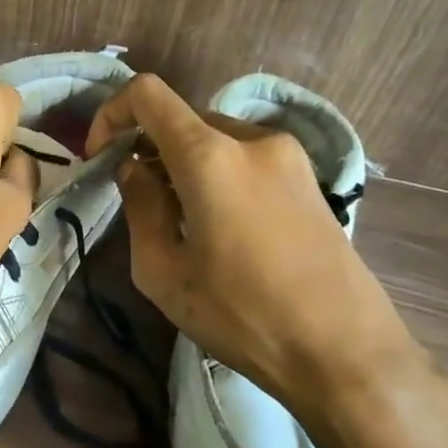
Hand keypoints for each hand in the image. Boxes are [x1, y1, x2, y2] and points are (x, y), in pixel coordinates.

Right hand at [86, 75, 447, 447]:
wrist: (346, 352)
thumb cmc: (242, 315)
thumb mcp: (163, 272)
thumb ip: (139, 207)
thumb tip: (134, 169)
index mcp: (210, 156)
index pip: (148, 94)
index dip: (112, 113)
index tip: (101, 155)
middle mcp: (252, 140)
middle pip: (183, 120)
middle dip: (150, 150)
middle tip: (141, 202)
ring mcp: (289, 156)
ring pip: (216, 140)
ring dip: (185, 166)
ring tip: (183, 223)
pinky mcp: (310, 179)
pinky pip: (247, 158)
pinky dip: (219, 175)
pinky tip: (224, 229)